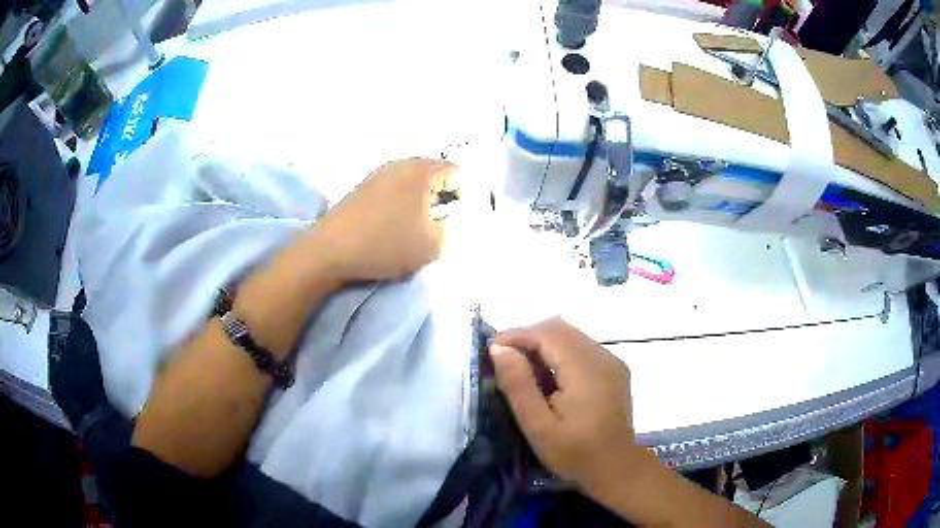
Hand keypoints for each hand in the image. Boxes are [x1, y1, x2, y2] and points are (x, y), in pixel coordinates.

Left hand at [313, 158, 454, 282]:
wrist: (331, 250)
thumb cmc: (387, 245)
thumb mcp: (433, 244)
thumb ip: (451, 227)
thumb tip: (447, 216)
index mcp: (422, 170)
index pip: (456, 172)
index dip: (462, 195)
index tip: (452, 219)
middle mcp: (400, 163)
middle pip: (432, 173)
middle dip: (440, 196)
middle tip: (436, 223)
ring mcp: (378, 172)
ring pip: (411, 181)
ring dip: (418, 200)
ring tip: (413, 226)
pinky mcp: (362, 186)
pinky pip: (392, 188)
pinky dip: (399, 202)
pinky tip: (391, 224)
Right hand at [490, 317, 637, 496]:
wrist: (618, 470)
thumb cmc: (575, 453)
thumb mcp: (538, 426)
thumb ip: (518, 385)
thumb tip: (499, 349)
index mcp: (585, 369)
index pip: (547, 334)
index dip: (516, 335)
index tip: (491, 350)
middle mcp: (602, 357)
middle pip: (560, 329)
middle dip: (528, 337)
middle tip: (505, 361)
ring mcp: (612, 362)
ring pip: (572, 335)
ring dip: (544, 344)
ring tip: (524, 370)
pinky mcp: (615, 370)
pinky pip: (583, 348)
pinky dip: (560, 353)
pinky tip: (550, 378)